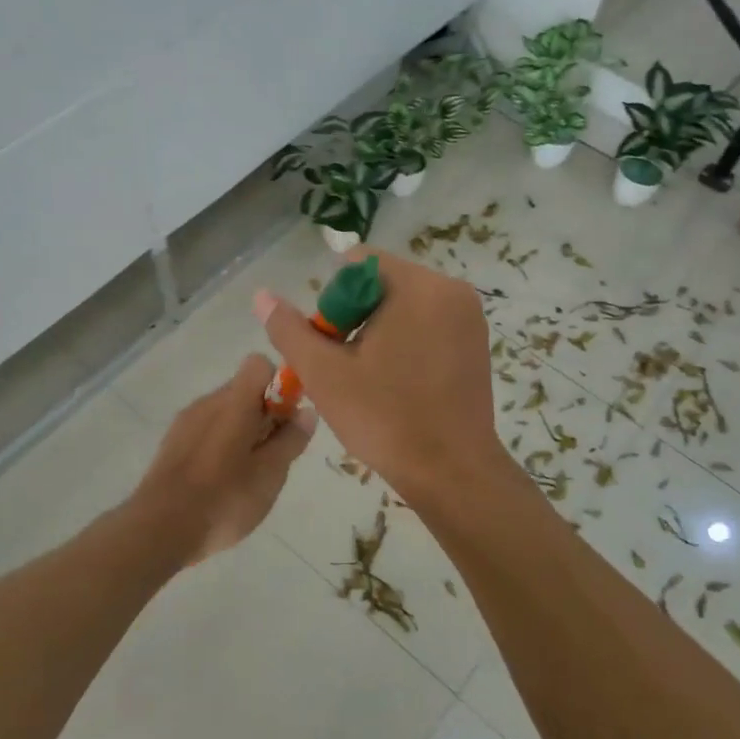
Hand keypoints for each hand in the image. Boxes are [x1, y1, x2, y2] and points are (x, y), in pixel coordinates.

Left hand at [132, 355, 316, 563]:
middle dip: (265, 415)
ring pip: (225, 412)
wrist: (159, 529)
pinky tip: (222, 482)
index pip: (259, 365)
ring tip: (248, 475)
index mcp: (233, 402)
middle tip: (273, 456)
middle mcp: (207, 402)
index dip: (279, 386)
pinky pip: (206, 431)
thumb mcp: (270, 473)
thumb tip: (306, 411)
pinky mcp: (172, 444)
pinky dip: (221, 446)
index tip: (287, 419)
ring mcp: (185, 422)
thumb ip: (290, 439)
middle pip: (244, 390)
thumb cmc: (224, 499)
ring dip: (243, 432)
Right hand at [254, 250, 507, 507]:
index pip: (358, 264)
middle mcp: (452, 291)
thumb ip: (290, 329)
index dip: (333, 300)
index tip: (333, 343)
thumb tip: (261, 295)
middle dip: (355, 317)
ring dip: (378, 331)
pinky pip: (427, 325)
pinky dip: (405, 342)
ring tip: (369, 378)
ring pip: (404, 306)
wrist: (452, 474)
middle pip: (382, 283)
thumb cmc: (386, 418)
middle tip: (346, 366)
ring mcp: (470, 318)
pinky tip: (397, 382)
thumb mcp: (325, 373)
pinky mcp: (477, 343)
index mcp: (419, 287)